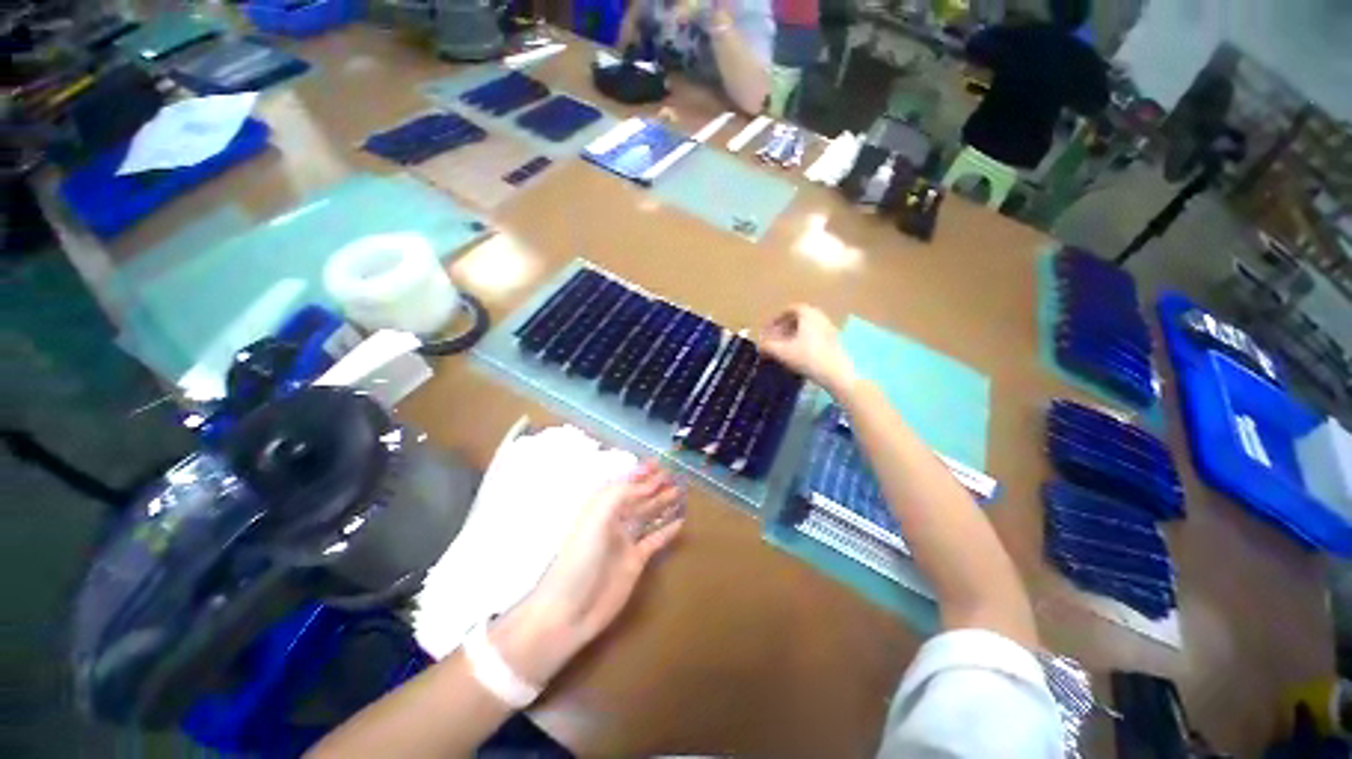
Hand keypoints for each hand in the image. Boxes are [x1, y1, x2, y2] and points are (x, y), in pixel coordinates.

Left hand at [493, 461, 684, 684]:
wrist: (568, 612)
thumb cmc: (579, 560)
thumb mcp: (596, 520)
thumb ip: (620, 495)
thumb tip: (646, 483)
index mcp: (601, 508)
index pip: (624, 484)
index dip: (640, 473)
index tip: (658, 464)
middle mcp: (614, 521)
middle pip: (638, 498)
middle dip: (654, 485)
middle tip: (674, 476)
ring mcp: (625, 541)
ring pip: (647, 515)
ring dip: (662, 503)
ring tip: (679, 492)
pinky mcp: (635, 561)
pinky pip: (654, 540)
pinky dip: (666, 530)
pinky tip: (679, 522)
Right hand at [758, 304, 856, 393]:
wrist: (836, 373)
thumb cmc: (807, 358)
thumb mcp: (782, 352)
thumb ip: (767, 345)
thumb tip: (759, 344)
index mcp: (807, 313)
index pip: (789, 310)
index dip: (775, 320)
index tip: (767, 331)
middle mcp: (820, 316)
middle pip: (798, 319)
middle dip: (783, 328)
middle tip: (773, 340)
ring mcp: (829, 328)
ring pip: (806, 328)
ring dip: (793, 336)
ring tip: (784, 349)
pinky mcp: (834, 341)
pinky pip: (814, 336)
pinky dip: (803, 341)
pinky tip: (798, 355)